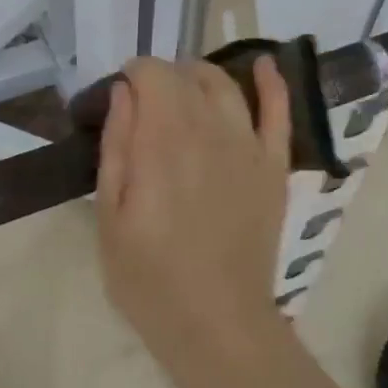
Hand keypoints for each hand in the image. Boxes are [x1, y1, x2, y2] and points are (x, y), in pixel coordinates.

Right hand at [95, 56, 294, 384]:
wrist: (216, 322)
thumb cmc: (149, 276)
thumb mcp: (109, 216)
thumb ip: (116, 146)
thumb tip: (122, 92)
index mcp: (162, 141)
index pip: (151, 74)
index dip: (133, 73)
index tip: (120, 95)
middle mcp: (208, 130)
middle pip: (186, 75)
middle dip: (160, 76)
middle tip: (144, 104)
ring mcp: (248, 146)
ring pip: (224, 85)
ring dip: (199, 75)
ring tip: (183, 89)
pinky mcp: (273, 166)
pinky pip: (278, 112)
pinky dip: (271, 83)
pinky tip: (261, 65)